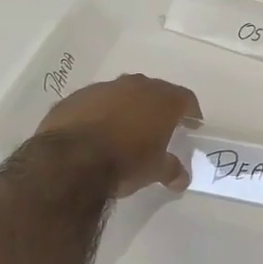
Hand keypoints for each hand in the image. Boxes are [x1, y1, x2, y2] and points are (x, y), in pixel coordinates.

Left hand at [35, 73, 202, 196]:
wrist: (70, 160)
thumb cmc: (124, 162)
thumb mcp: (154, 171)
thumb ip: (171, 169)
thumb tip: (181, 177)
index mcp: (161, 100)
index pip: (185, 99)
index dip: (191, 112)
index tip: (193, 124)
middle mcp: (135, 86)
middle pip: (154, 91)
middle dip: (158, 107)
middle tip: (160, 126)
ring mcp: (103, 88)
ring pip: (122, 94)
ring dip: (127, 108)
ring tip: (125, 130)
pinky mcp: (75, 97)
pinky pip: (95, 103)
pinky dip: (100, 113)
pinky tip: (95, 132)